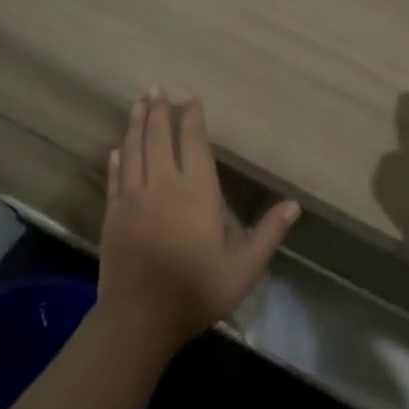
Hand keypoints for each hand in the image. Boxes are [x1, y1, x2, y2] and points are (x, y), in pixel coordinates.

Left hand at [98, 91, 298, 348]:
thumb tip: (294, 205)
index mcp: (196, 191)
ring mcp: (134, 198)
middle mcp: (163, 184)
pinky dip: (118, 160)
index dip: (191, 117)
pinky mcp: (113, 216)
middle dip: (159, 111)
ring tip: (139, 103)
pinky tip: (118, 149)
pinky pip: (116, 179)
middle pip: (159, 137)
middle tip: (157, 88)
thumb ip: (267, 234)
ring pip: (135, 150)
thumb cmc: (196, 291)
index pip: (192, 142)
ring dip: (136, 125)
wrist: (139, 320)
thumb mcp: (242, 269)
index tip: (188, 96)